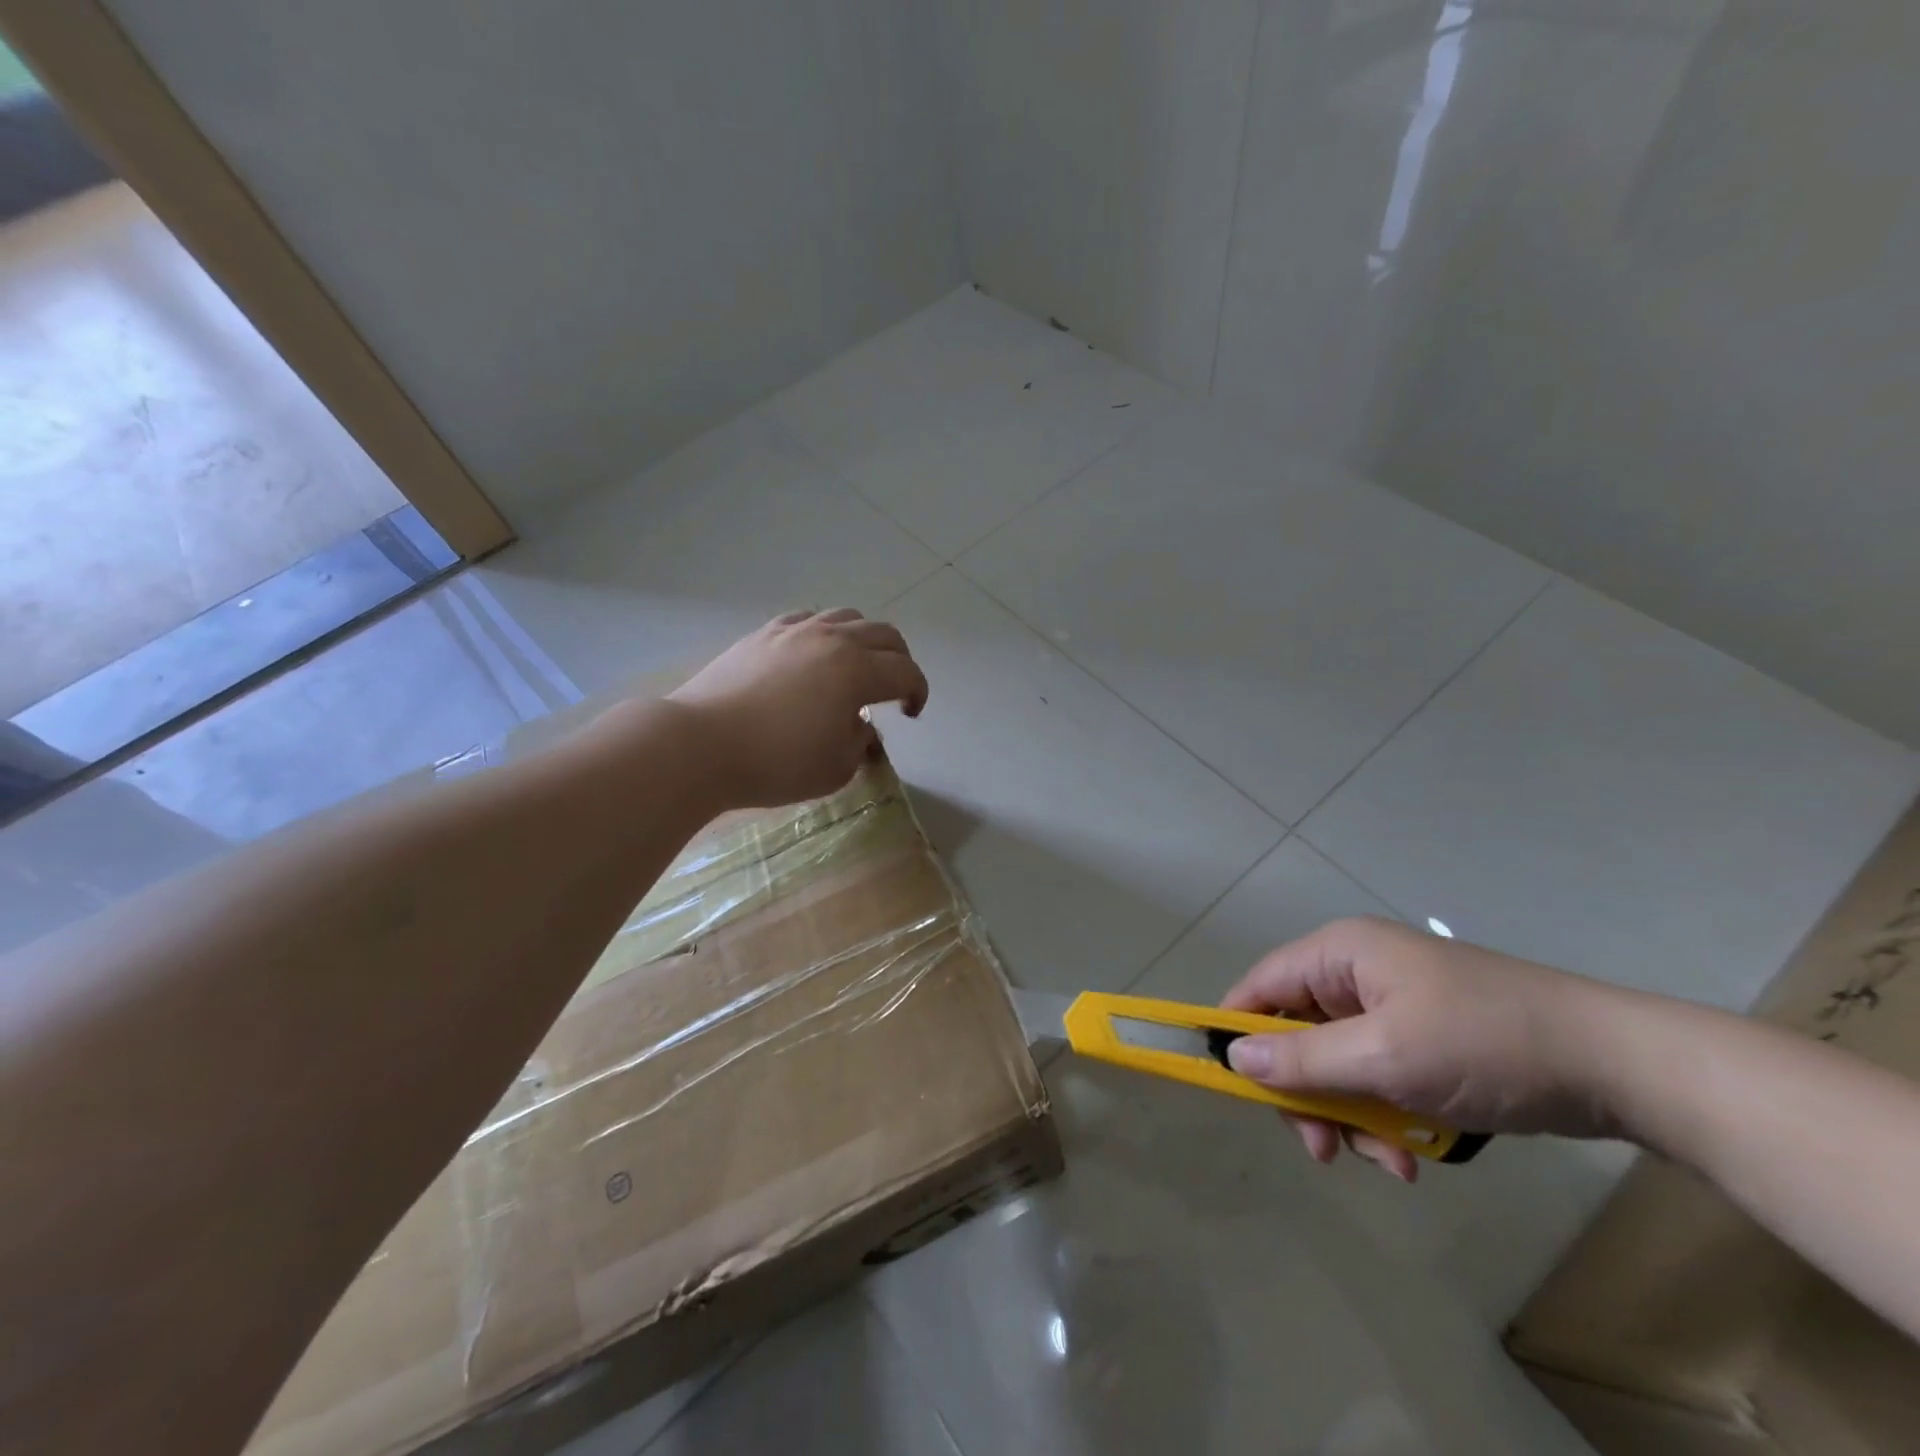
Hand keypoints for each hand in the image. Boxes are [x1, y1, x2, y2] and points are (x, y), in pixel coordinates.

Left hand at [668, 608, 928, 808]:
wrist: (700, 745)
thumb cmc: (776, 762)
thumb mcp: (836, 768)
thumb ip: (860, 742)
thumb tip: (861, 726)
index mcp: (858, 670)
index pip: (906, 672)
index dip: (918, 692)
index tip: (911, 714)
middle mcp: (832, 639)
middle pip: (884, 635)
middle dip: (899, 660)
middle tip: (894, 688)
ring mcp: (795, 631)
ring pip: (847, 617)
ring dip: (864, 640)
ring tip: (855, 666)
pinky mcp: (763, 634)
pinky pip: (807, 620)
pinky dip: (824, 633)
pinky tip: (813, 655)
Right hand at [1220, 917, 1625, 1181]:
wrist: (1616, 1064)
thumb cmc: (1485, 1044)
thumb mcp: (1384, 1056)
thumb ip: (1303, 1060)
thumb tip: (1234, 1058)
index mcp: (1340, 954)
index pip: (1260, 985)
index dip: (1237, 1030)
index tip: (1231, 1086)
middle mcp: (1358, 973)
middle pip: (1297, 1032)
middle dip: (1307, 1093)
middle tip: (1323, 1147)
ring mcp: (1394, 1007)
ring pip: (1338, 1063)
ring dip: (1351, 1116)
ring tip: (1387, 1161)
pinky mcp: (1425, 1039)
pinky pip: (1377, 1077)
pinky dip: (1385, 1116)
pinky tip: (1412, 1157)